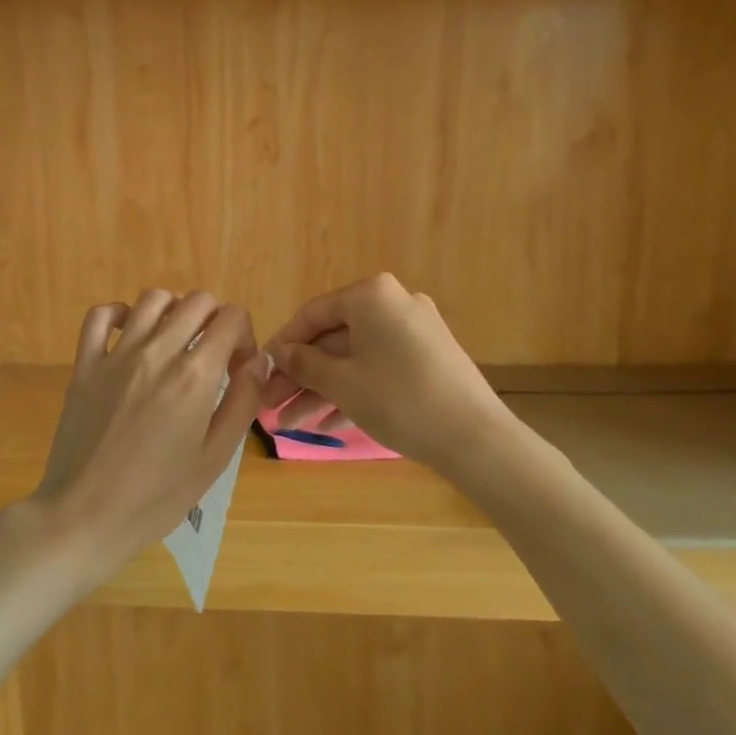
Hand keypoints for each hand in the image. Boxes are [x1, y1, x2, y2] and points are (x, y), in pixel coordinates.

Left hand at [29, 289, 265, 587]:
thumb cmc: (157, 497)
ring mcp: (116, 354)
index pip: (231, 317)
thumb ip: (243, 402)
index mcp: (194, 376)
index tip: (238, 369)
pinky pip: (101, 315)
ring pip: (153, 298)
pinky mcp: (85, 364)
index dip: (244, 337)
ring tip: (176, 344)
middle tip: (212, 357)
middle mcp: (157, 351)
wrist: (85, 517)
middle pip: (197, 301)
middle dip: (215, 321)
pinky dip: (121, 314)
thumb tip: (258, 361)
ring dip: (174, 312)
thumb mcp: (215, 458)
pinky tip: (131, 336)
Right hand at [263, 273, 508, 466]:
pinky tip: (326, 425)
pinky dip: (353, 392)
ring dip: (322, 390)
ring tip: (291, 424)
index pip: (312, 314)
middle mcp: (394, 304)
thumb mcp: (342, 383)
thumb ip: (304, 364)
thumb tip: (277, 352)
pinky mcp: (428, 359)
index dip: (282, 345)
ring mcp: (414, 331)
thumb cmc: (399, 400)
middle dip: (300, 376)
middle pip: (333, 339)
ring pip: (354, 358)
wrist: (475, 438)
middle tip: (271, 406)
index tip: (260, 372)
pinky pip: (379, 369)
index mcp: (371, 296)